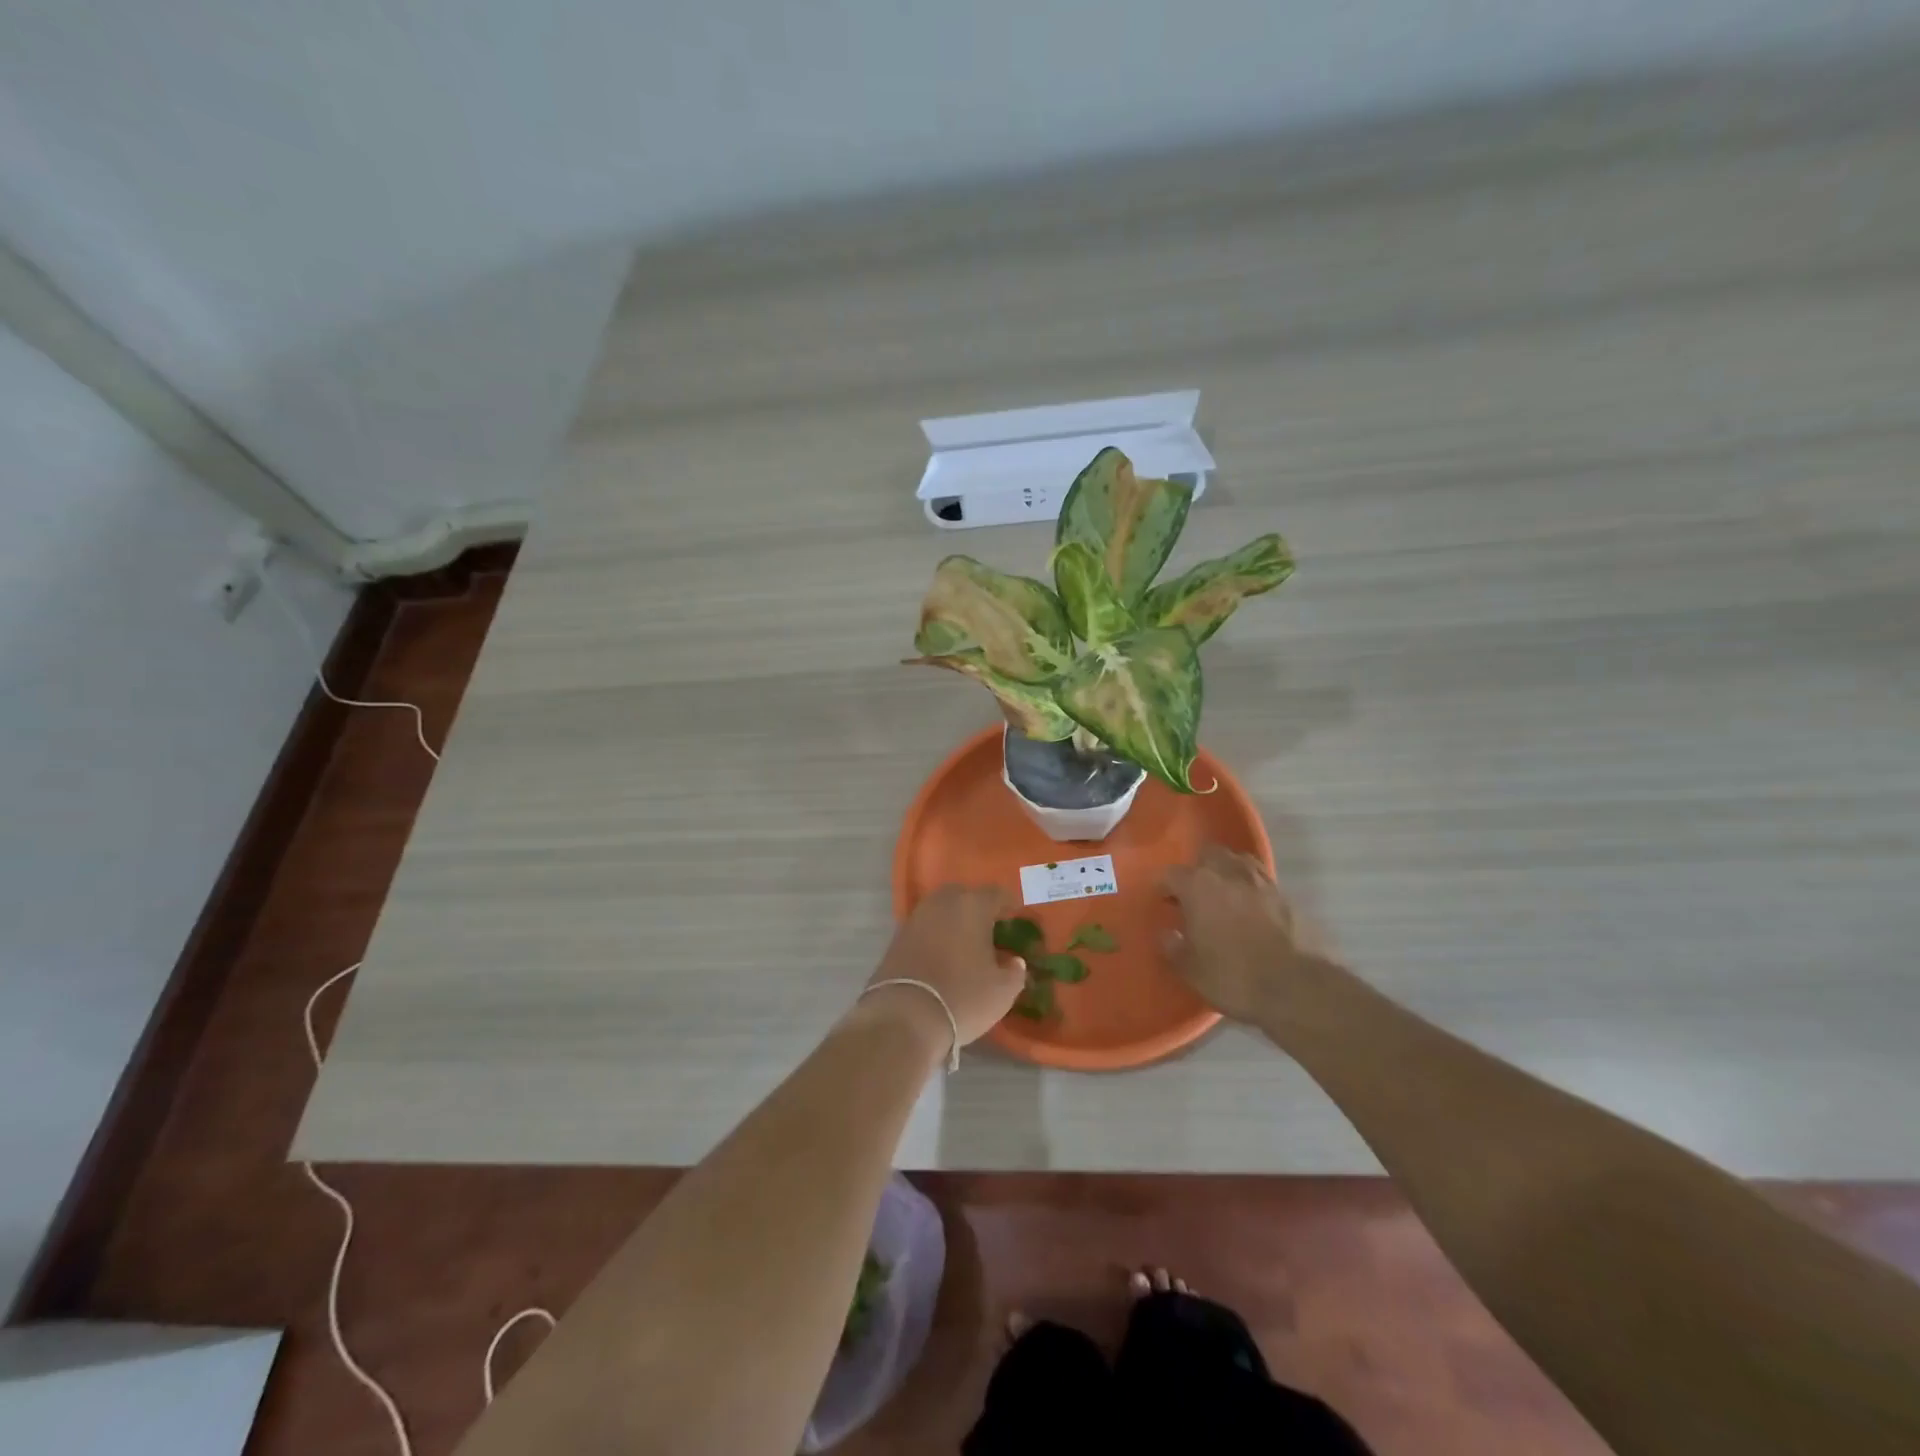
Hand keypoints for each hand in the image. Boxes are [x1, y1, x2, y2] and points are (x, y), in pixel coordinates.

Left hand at [863, 885, 1026, 1052]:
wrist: (905, 1018)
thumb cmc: (963, 998)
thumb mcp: (1003, 991)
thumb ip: (1015, 971)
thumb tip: (1015, 962)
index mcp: (972, 906)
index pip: (996, 894)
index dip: (1009, 904)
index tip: (1016, 915)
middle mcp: (942, 903)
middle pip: (964, 895)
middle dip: (978, 907)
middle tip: (990, 927)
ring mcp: (916, 918)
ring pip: (941, 910)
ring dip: (954, 920)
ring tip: (966, 943)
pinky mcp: (897, 937)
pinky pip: (924, 927)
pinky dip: (936, 935)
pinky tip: (943, 954)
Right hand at [1162, 844, 1329, 1024]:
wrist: (1300, 988)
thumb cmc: (1235, 977)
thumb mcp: (1191, 970)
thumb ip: (1173, 947)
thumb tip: (1168, 934)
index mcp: (1199, 886)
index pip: (1172, 874)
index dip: (1165, 887)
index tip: (1164, 902)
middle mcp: (1229, 874)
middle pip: (1209, 854)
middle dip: (1199, 869)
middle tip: (1195, 894)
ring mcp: (1263, 882)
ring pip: (1239, 862)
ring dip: (1228, 872)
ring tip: (1225, 896)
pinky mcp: (1288, 897)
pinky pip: (1263, 881)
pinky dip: (1253, 889)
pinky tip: (1252, 911)